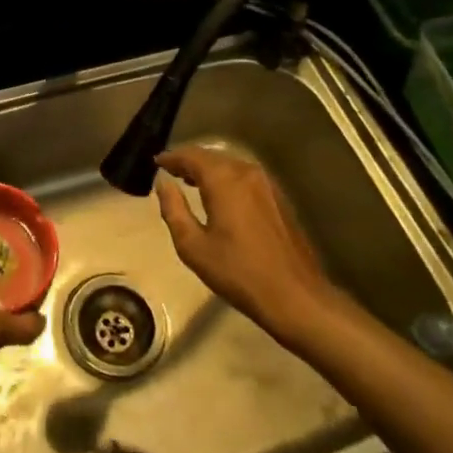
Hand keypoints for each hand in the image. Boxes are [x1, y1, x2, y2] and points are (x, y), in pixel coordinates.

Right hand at [154, 146, 344, 345]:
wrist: (295, 296)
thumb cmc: (238, 272)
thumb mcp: (193, 246)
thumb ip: (174, 209)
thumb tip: (163, 183)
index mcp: (224, 180)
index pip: (191, 156)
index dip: (172, 157)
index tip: (157, 162)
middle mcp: (246, 172)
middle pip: (212, 156)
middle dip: (190, 161)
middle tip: (171, 171)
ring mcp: (267, 184)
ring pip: (231, 165)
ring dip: (210, 169)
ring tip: (191, 182)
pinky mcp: (279, 198)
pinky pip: (245, 177)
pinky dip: (228, 179)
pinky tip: (221, 196)